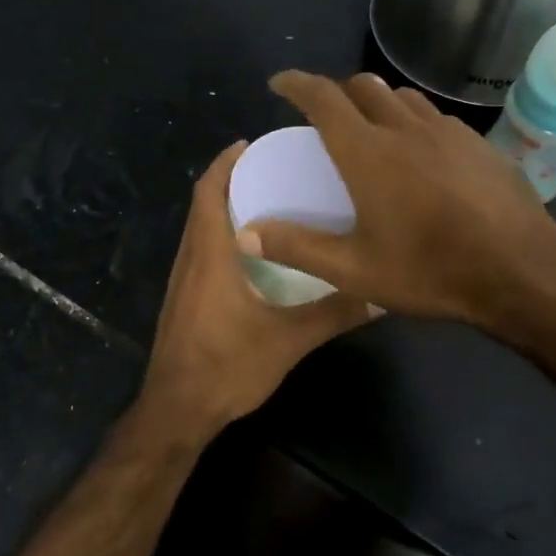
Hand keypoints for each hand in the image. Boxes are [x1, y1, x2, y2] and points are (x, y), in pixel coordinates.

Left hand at [138, 139, 376, 440]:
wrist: (176, 411)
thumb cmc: (226, 367)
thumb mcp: (288, 339)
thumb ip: (333, 313)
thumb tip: (379, 293)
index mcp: (210, 255)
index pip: (209, 192)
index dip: (225, 163)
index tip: (252, 143)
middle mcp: (190, 259)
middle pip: (203, 204)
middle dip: (230, 180)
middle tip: (272, 169)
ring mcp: (182, 281)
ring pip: (200, 229)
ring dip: (224, 208)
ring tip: (267, 202)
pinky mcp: (183, 300)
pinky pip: (200, 252)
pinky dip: (221, 236)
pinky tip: (253, 254)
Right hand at [245, 71, 555, 331]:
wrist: (522, 272)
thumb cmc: (431, 270)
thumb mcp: (355, 270)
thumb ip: (298, 247)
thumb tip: (246, 231)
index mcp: (368, 152)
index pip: (323, 98)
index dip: (297, 84)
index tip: (280, 83)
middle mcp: (405, 128)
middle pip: (362, 88)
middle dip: (336, 93)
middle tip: (325, 119)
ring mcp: (448, 132)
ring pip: (402, 98)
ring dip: (377, 104)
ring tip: (371, 132)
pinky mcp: (478, 144)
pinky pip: (435, 117)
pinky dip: (414, 122)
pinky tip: (421, 155)